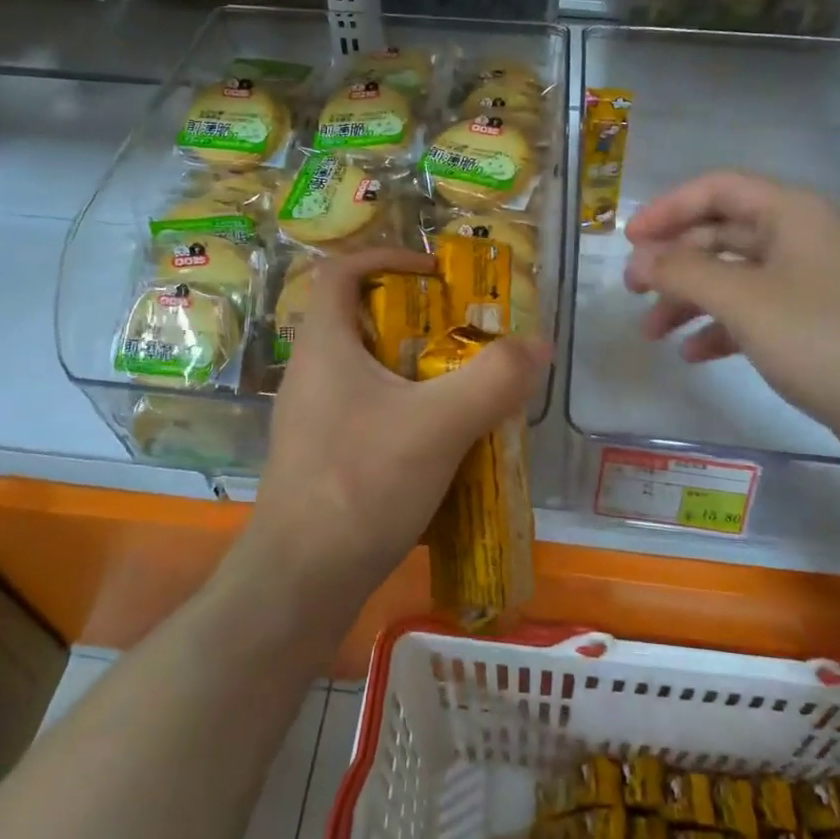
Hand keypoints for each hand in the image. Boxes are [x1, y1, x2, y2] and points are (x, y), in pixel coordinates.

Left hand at [243, 249, 549, 612]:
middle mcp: (312, 373)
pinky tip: (443, 442)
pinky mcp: (323, 456)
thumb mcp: (438, 425)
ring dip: (416, 370)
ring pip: (369, 371)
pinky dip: (407, 411)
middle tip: (466, 335)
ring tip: (465, 387)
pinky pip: (369, 412)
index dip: (387, 256)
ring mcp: (314, 418)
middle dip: (417, 319)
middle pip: (362, 320)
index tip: (435, 272)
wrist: (301, 581)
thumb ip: (494, 379)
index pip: (341, 270)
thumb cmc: (361, 484)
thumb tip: (538, 344)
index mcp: (325, 345)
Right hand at [624, 172, 839, 446]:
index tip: (628, 241)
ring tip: (652, 332)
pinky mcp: (818, 325)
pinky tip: (694, 355)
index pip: (717, 190)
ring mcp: (813, 283)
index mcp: (792, 214)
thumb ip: (683, 272)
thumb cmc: (824, 340)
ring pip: (735, 277)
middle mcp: (803, 238)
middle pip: (722, 233)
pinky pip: (756, 312)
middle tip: (632, 290)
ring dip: (690, 299)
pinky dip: (722, 328)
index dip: (667, 209)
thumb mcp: (743, 300)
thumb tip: (640, 259)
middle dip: (674, 261)